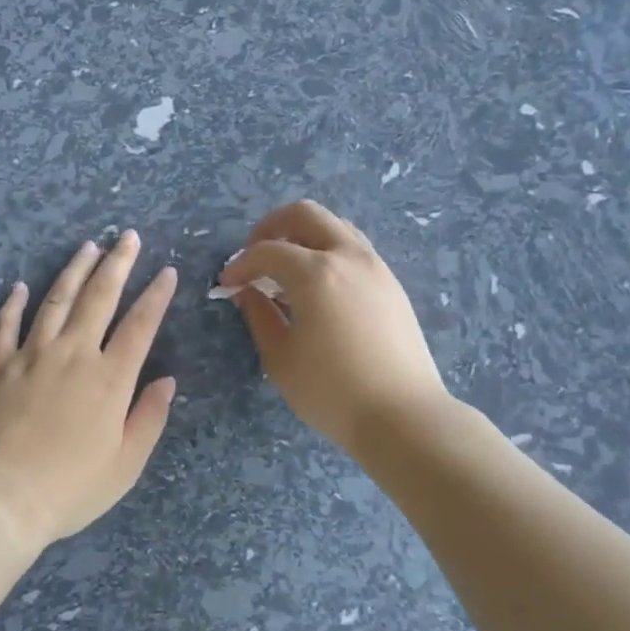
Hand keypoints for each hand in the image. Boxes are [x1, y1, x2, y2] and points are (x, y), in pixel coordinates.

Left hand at [0, 232, 177, 553]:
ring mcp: (30, 356)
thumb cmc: (71, 488)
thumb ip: (149, 417)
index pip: (140, 325)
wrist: (2, 498)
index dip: (156, 296)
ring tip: (88, 247)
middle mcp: (72, 355)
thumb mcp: (126, 463)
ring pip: (55, 301)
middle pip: (99, 298)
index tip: (166, 272)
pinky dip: (13, 304)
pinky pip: (5, 326)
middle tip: (128, 237)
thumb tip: (167, 380)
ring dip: (73, 271)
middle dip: (117, 264)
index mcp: (109, 378)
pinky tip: (20, 286)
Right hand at [221, 200, 449, 455]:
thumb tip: (246, 291)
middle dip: (271, 228)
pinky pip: (353, 249)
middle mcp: (347, 257)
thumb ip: (259, 315)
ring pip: (334, 226)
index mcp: (315, 273)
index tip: (227, 283)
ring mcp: (375, 267)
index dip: (240, 264)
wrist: (403, 416)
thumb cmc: (331, 391)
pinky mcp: (391, 284)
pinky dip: (327, 252)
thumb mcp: (280, 357)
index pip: (267, 251)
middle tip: (254, 257)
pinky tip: (316, 287)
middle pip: (304, 214)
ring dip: (303, 237)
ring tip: (285, 271)